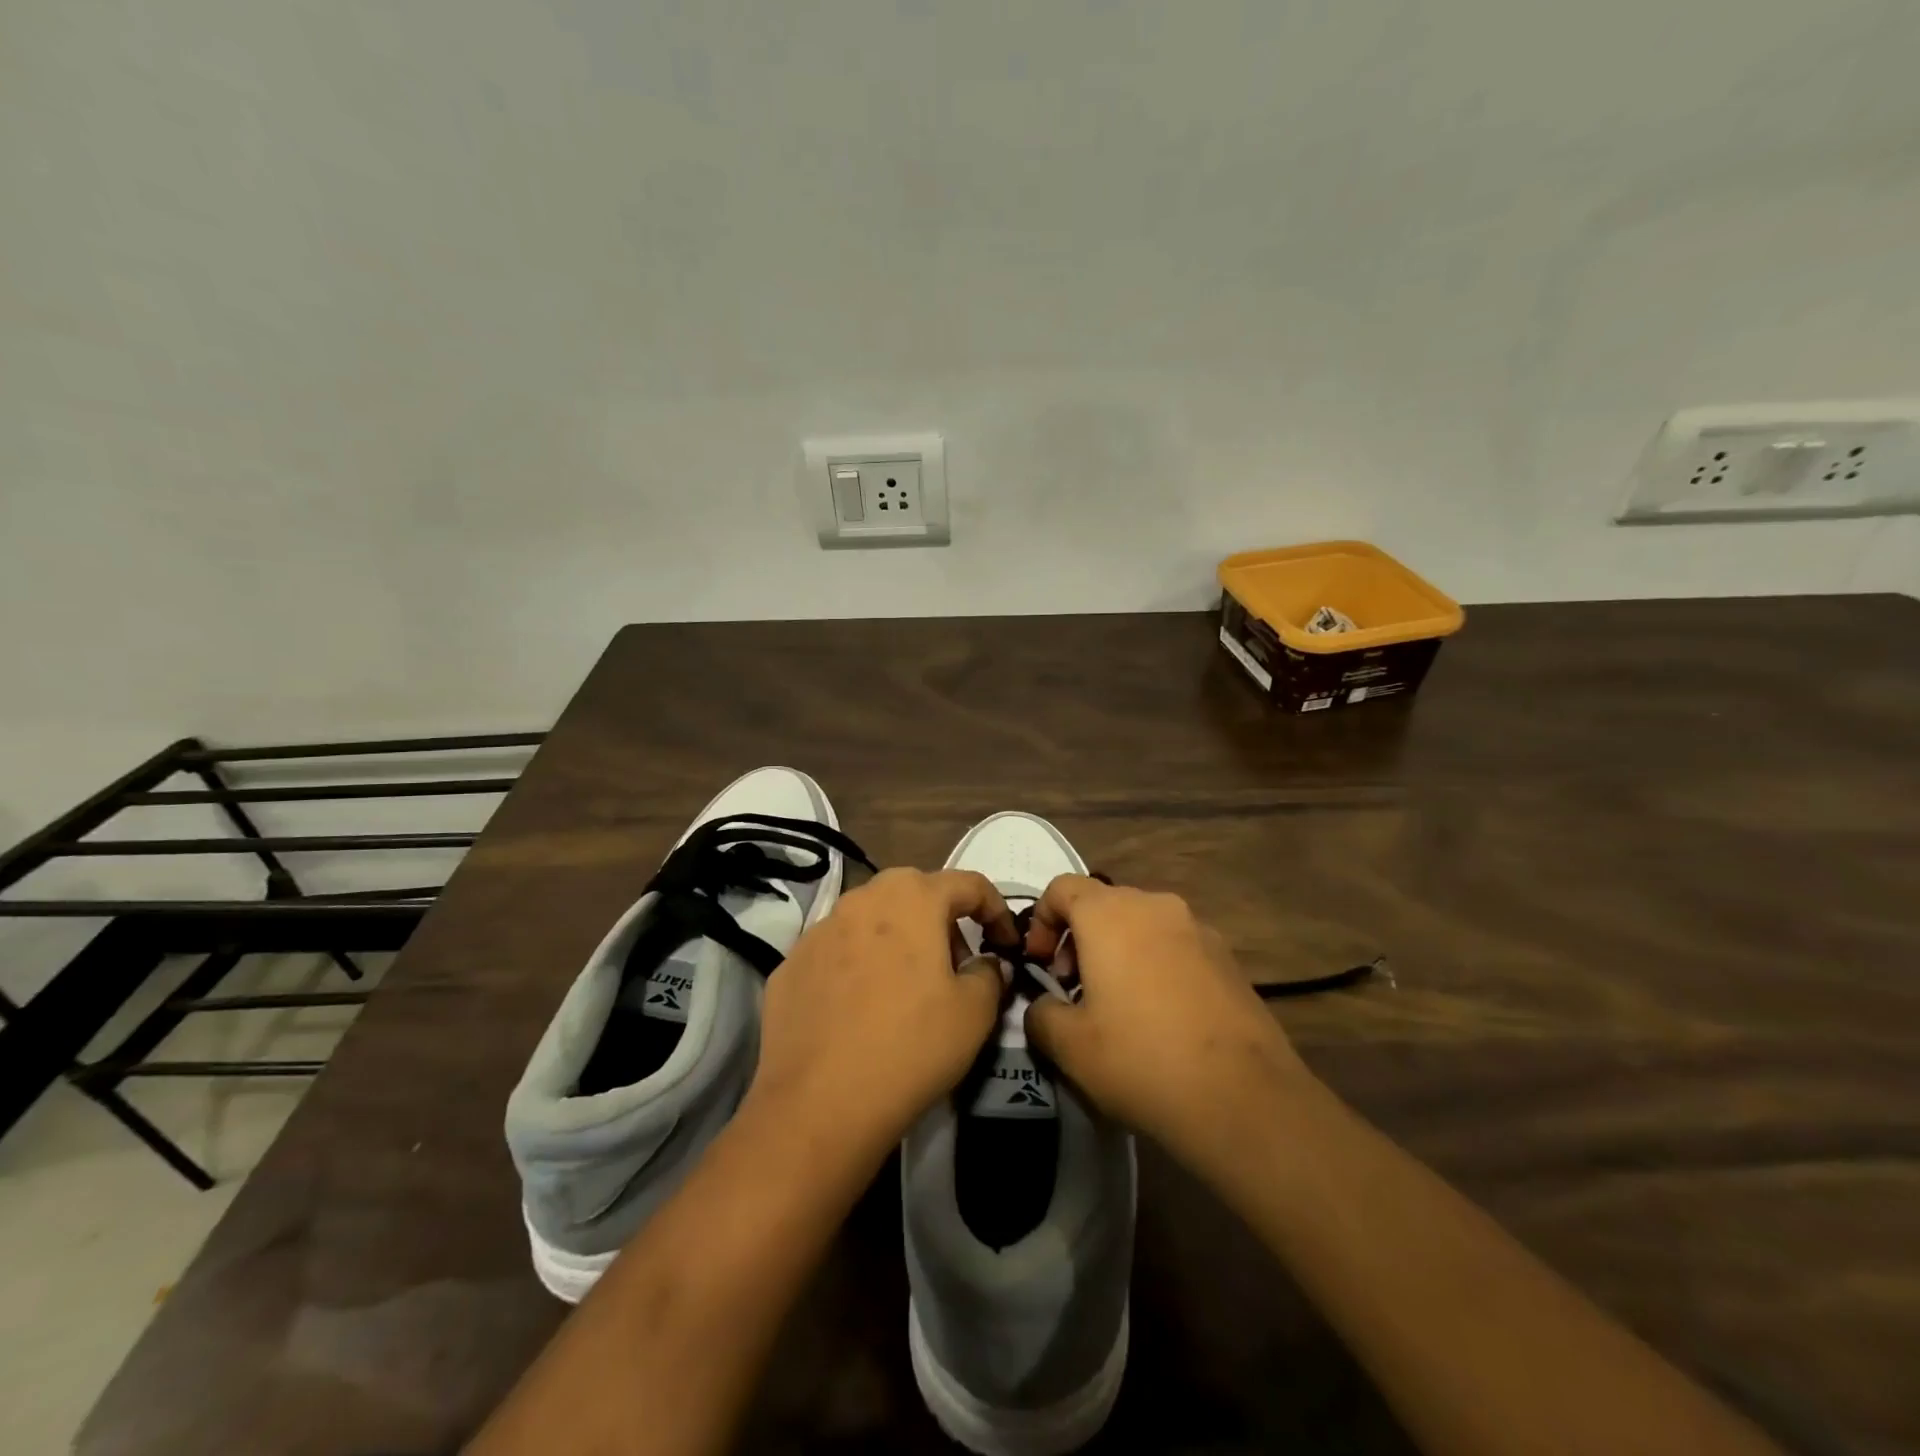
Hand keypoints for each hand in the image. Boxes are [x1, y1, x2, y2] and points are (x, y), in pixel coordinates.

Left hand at [747, 867, 1017, 1162]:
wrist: (817, 1104)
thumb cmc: (910, 1046)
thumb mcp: (975, 1013)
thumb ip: (990, 974)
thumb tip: (985, 963)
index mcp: (913, 897)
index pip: (969, 884)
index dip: (996, 910)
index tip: (1006, 945)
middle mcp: (862, 898)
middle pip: (916, 893)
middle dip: (944, 921)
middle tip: (956, 966)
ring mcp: (819, 930)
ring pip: (872, 920)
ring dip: (898, 941)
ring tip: (907, 989)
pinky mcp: (790, 964)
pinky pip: (837, 953)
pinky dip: (858, 967)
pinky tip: (861, 1011)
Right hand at [1021, 876, 1311, 1156]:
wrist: (1245, 1098)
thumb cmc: (1142, 1060)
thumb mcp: (1069, 1046)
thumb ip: (1040, 1014)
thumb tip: (1044, 1006)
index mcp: (1110, 914)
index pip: (1062, 888)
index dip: (1041, 922)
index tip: (1040, 966)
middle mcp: (1155, 906)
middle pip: (1102, 904)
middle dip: (1078, 940)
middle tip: (1073, 990)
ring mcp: (1198, 929)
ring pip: (1141, 925)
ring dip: (1117, 952)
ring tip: (1116, 1007)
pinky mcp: (1228, 958)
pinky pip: (1175, 947)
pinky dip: (1154, 966)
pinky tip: (1161, 1019)